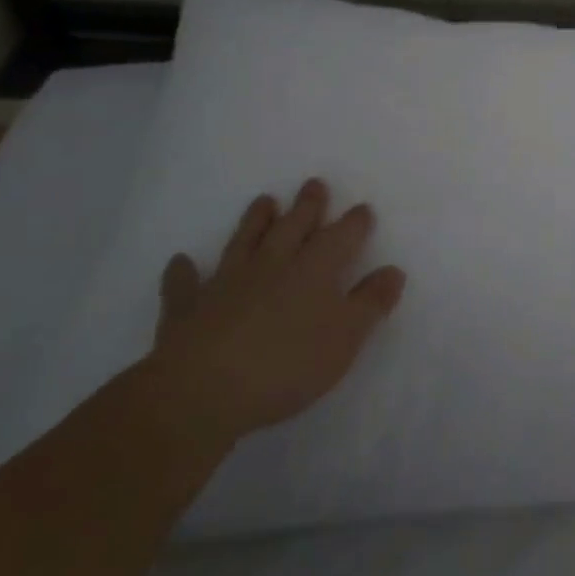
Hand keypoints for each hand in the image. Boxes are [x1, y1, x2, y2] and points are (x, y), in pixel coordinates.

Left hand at [145, 178, 406, 444]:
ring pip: (244, 242)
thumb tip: (393, 270)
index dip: (354, 223)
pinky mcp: (187, 309)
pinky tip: (181, 261)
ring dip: (255, 221)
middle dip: (307, 206)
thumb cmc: (287, 363)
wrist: (202, 391)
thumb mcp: (346, 337)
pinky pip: (184, 284)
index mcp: (314, 270)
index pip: (340, 237)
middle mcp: (272, 265)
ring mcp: (226, 283)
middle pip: (293, 227)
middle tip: (314, 184)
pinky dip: (183, 272)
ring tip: (264, 201)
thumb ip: (371, 302)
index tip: (363, 209)